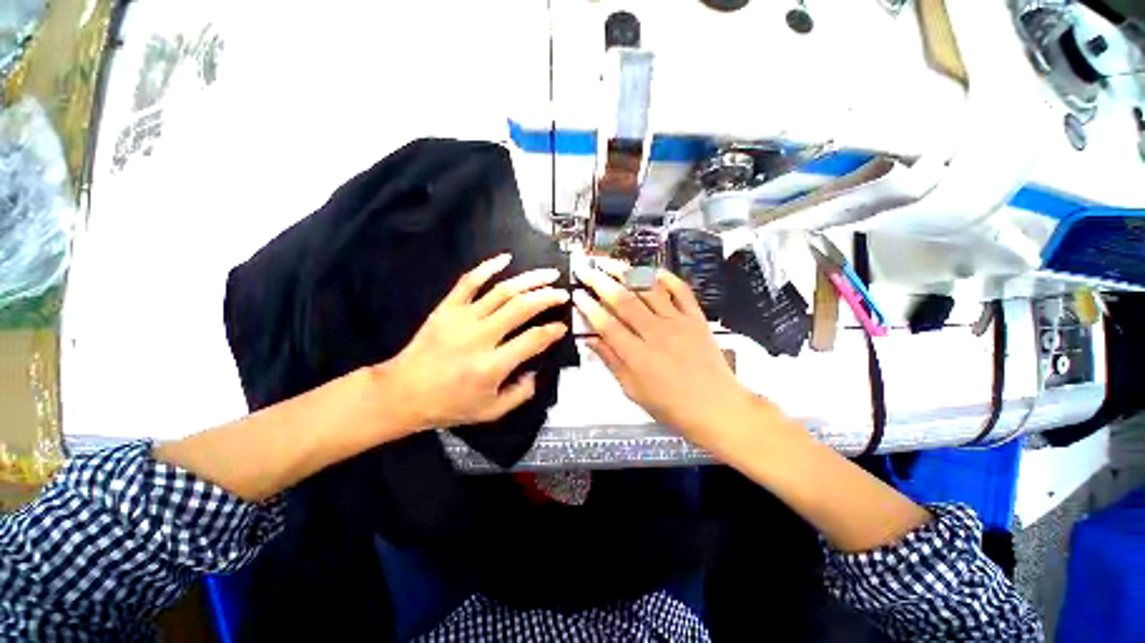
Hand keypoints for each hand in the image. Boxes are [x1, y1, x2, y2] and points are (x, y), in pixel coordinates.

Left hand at [385, 253, 569, 430]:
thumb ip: (520, 394)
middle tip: (563, 293)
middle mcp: (481, 337)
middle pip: (522, 308)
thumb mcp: (491, 412)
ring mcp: (462, 318)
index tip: (563, 326)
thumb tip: (536, 372)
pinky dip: (488, 266)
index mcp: (492, 365)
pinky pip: (469, 281)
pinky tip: (506, 258)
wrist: (403, 392)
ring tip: (549, 274)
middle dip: (547, 297)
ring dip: (529, 279)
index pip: (533, 339)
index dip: (553, 331)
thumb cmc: (449, 404)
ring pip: (502, 291)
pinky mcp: (447, 308)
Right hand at [572, 259, 757, 449]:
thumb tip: (590, 340)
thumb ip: (611, 362)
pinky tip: (651, 269)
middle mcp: (655, 332)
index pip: (607, 324)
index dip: (589, 307)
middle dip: (600, 281)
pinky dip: (666, 277)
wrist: (717, 406)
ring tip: (609, 261)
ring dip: (627, 273)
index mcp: (637, 355)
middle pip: (624, 300)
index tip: (576, 294)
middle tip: (585, 268)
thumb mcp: (633, 390)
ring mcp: (677, 322)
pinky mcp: (696, 317)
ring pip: (648, 290)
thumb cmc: (670, 405)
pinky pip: (681, 291)